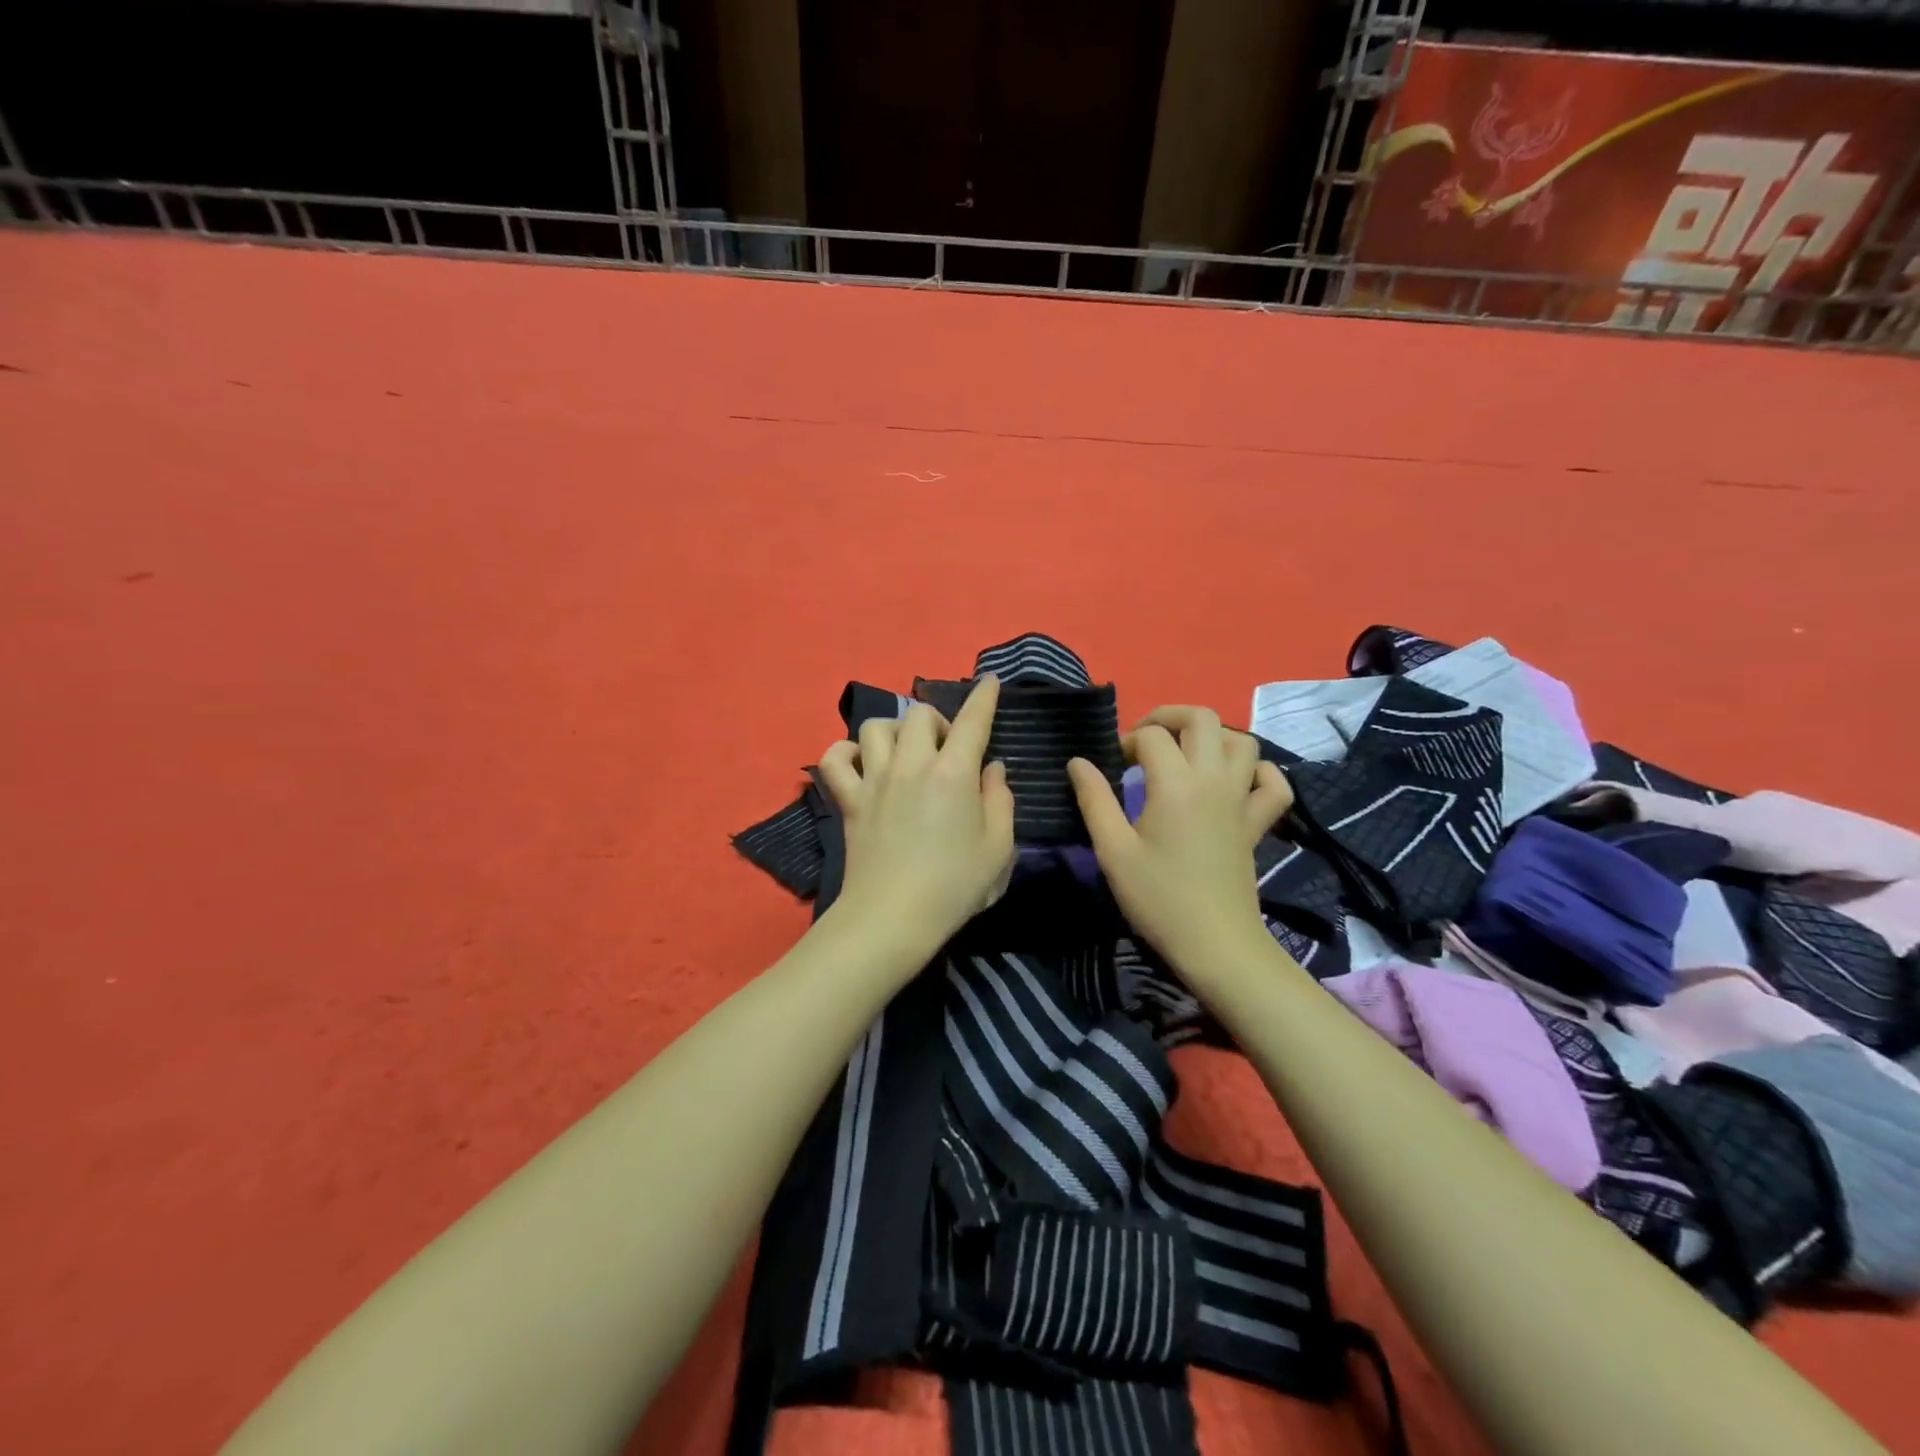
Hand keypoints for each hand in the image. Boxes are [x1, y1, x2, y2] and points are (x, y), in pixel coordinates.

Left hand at [816, 675, 1015, 961]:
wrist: (893, 918)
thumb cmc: (955, 886)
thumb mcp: (999, 848)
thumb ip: (1001, 800)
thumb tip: (991, 768)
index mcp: (953, 774)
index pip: (972, 721)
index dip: (984, 697)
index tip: (989, 681)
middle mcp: (911, 765)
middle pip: (920, 715)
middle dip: (938, 721)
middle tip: (948, 750)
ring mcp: (874, 780)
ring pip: (876, 726)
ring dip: (895, 729)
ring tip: (906, 752)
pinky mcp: (848, 801)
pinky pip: (834, 759)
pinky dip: (845, 753)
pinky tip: (861, 763)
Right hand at [1067, 706, 1292, 979]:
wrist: (1214, 944)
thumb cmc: (1157, 898)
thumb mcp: (1113, 851)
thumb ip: (1094, 800)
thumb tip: (1078, 762)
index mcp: (1176, 784)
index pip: (1151, 736)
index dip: (1126, 741)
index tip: (1111, 766)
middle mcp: (1214, 780)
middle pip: (1202, 718)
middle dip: (1168, 717)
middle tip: (1144, 741)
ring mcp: (1241, 800)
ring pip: (1241, 741)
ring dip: (1211, 736)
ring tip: (1184, 755)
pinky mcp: (1258, 823)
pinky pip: (1273, 783)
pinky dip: (1258, 771)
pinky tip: (1235, 781)